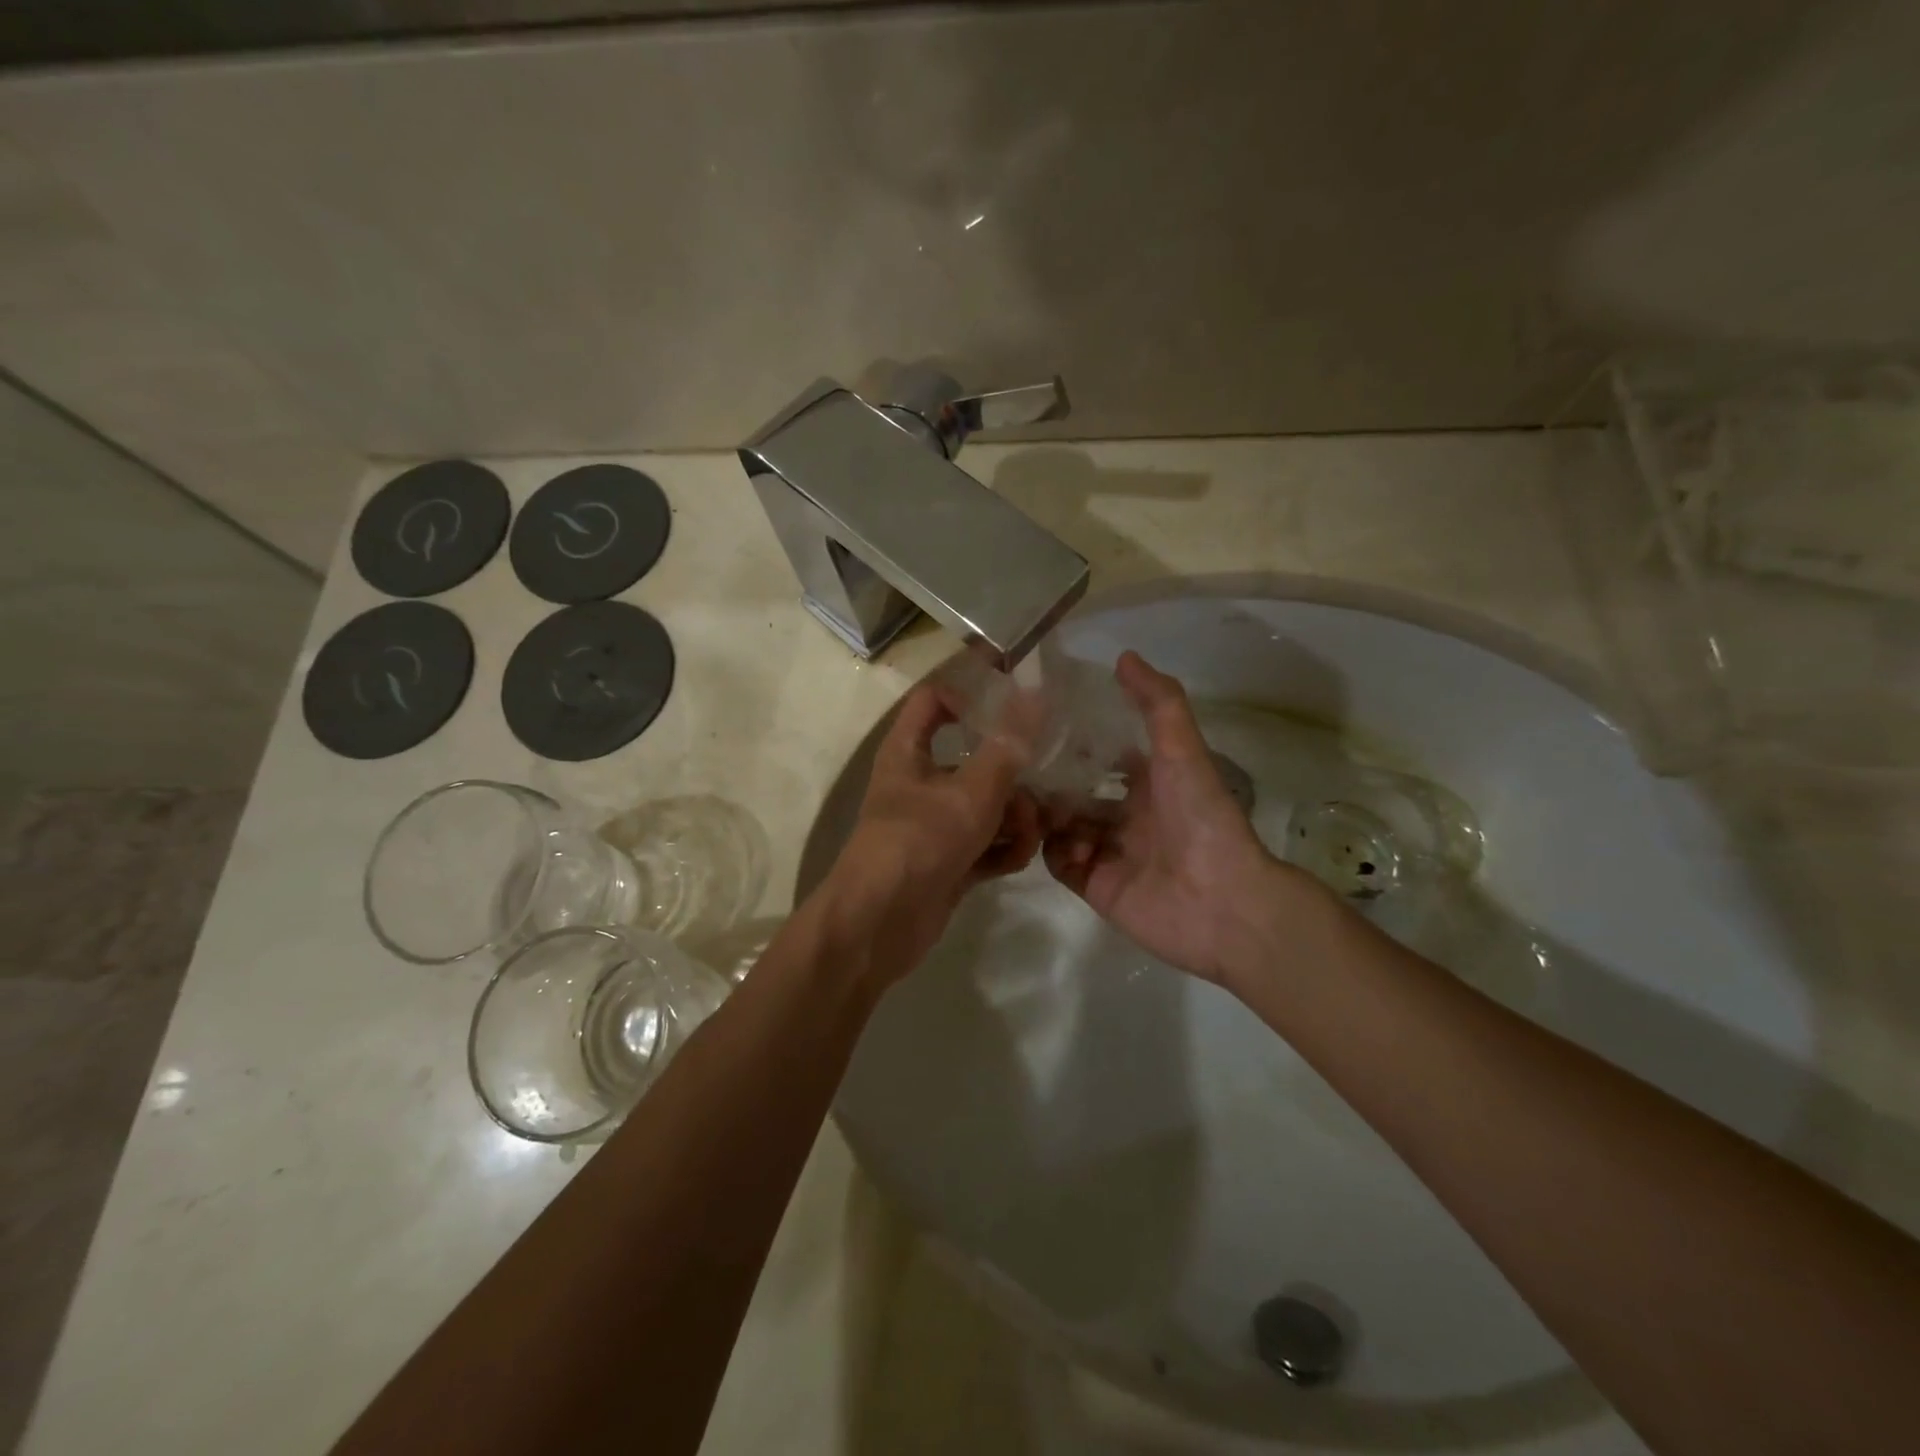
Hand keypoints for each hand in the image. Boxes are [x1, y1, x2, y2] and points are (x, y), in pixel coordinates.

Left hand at [821, 682, 1042, 985]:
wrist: (879, 925)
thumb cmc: (920, 842)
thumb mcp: (971, 791)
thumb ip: (1007, 746)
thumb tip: (1035, 693)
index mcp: (910, 750)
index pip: (935, 699)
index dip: (972, 694)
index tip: (1016, 703)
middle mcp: (921, 782)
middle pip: (976, 758)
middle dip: (1014, 774)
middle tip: (1044, 785)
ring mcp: (936, 824)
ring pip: (988, 805)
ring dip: (1016, 817)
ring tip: (1029, 833)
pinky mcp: (950, 860)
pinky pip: (987, 843)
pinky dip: (1004, 849)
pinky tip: (1017, 859)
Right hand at [1043, 652, 1298, 983]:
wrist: (1223, 903)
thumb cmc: (1202, 819)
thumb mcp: (1182, 751)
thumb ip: (1158, 703)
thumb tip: (1123, 656)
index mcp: (1148, 783)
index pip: (1101, 756)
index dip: (1074, 741)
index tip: (1038, 724)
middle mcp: (1126, 815)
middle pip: (1074, 792)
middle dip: (1050, 780)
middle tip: (1019, 766)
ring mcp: (1109, 852)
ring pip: (1061, 825)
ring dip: (1047, 813)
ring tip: (1035, 804)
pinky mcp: (1096, 885)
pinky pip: (1060, 863)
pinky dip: (1055, 850)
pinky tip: (1062, 841)